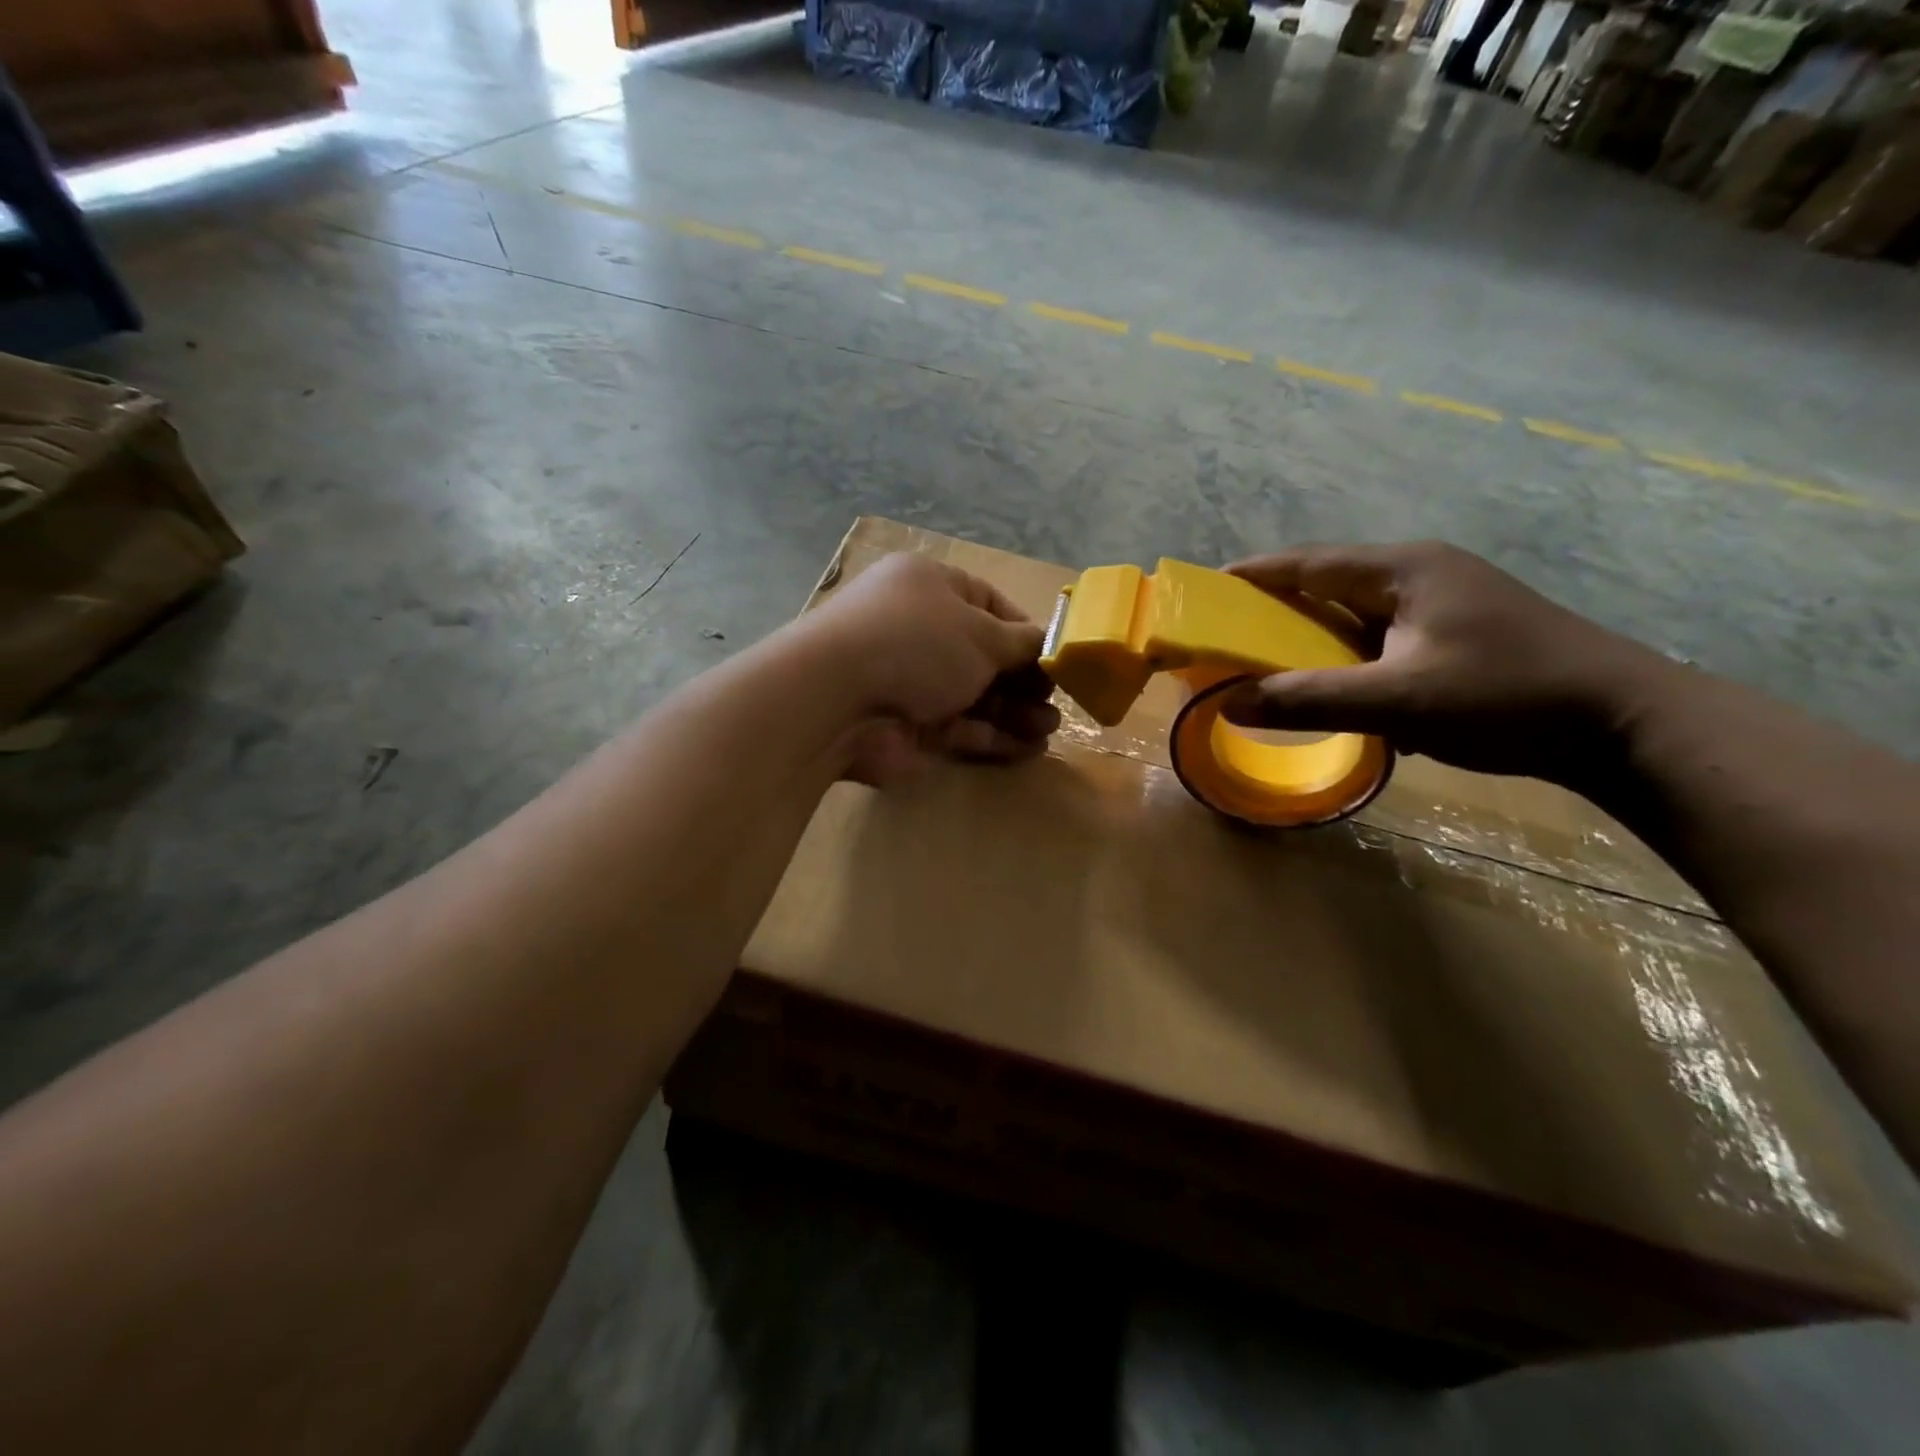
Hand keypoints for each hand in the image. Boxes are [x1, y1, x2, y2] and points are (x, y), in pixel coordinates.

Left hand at [803, 552, 1059, 784]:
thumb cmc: (917, 643)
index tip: (1055, 658)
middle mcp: (919, 630)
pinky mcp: (907, 726)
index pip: (987, 604)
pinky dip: (992, 737)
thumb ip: (1021, 643)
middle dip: (1024, 680)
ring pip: (974, 695)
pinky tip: (1029, 749)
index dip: (1025, 632)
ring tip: (1051, 729)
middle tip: (1057, 701)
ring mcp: (910, 680)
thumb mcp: (981, 634)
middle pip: (983, 655)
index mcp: (930, 587)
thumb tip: (1046, 645)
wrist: (838, 700)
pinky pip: (959, 728)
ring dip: (1015, 712)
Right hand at [1226, 542, 1667, 786]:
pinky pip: (1383, 635)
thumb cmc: (1504, 697)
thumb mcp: (1397, 701)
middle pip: (1329, 582)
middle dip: (1277, 605)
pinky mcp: (1461, 632)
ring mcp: (1446, 602)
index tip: (1206, 588)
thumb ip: (1309, 700)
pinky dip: (1349, 655)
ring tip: (1272, 661)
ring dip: (1314, 635)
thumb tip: (1228, 704)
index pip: (1308, 563)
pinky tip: (1338, 685)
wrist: (1623, 723)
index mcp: (1404, 570)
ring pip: (1357, 612)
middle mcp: (1422, 573)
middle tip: (1229, 632)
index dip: (1253, 574)